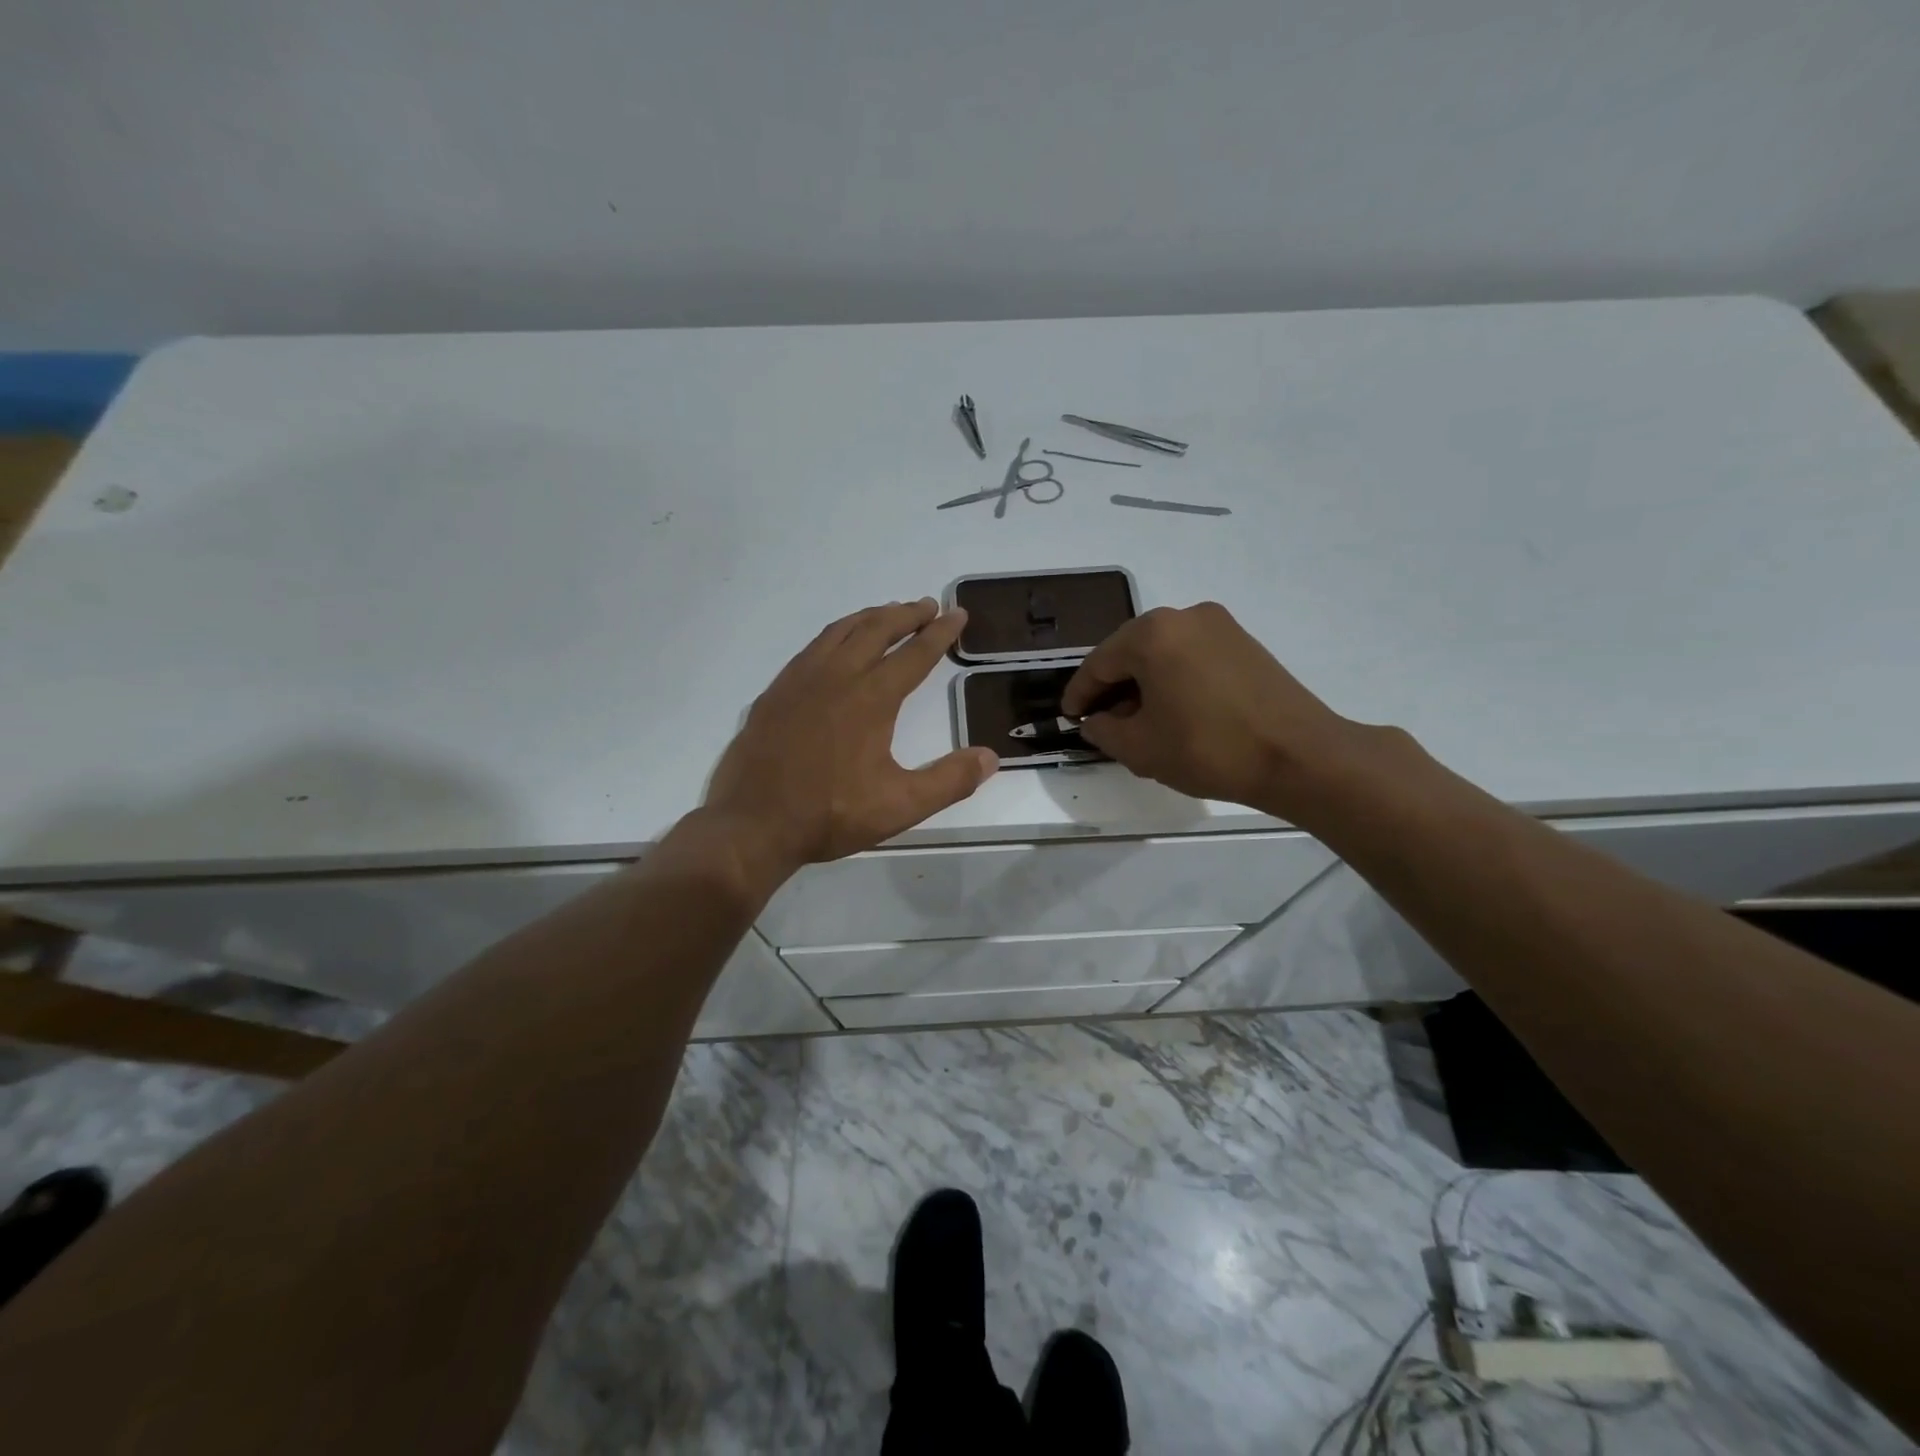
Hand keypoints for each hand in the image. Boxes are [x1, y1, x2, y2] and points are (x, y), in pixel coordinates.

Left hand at [704, 599, 997, 873]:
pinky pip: (812, 648)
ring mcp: (800, 681)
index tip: (957, 614)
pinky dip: (836, 634)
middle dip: (906, 614)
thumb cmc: (830, 815)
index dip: (940, 633)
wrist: (753, 824)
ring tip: (889, 613)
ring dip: (870, 617)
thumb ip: (949, 781)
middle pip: (876, 630)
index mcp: (871, 698)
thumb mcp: (900, 806)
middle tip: (928, 606)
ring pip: (840, 632)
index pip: (914, 655)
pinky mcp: (775, 693)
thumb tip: (990, 757)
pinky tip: (837, 646)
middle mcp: (836, 677)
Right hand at [1061, 601, 1370, 813]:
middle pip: (1131, 652)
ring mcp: (1219, 625)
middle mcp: (1184, 617)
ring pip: (1163, 653)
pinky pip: (1192, 656)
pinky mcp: (1244, 642)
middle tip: (1102, 722)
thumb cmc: (1208, 749)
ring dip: (1144, 684)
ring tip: (1139, 721)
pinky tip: (1175, 711)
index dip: (1080, 694)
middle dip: (1113, 687)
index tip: (1070, 717)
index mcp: (1151, 634)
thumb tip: (1096, 722)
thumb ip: (1105, 731)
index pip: (1099, 663)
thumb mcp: (1141, 749)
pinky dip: (1174, 679)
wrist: (1299, 756)